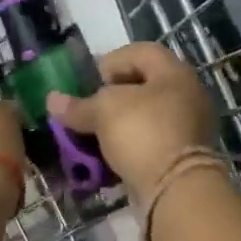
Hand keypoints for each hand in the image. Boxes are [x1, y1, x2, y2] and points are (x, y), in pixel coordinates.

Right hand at [46, 42, 217, 203]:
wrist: (176, 188)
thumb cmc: (142, 132)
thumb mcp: (103, 112)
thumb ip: (78, 106)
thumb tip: (52, 100)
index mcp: (174, 73)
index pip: (141, 52)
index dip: (112, 61)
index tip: (92, 81)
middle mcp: (187, 95)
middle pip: (145, 85)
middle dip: (113, 96)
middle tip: (91, 109)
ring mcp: (189, 127)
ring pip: (147, 116)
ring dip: (120, 124)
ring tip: (95, 135)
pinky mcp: (184, 157)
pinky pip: (152, 142)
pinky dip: (131, 146)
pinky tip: (110, 157)